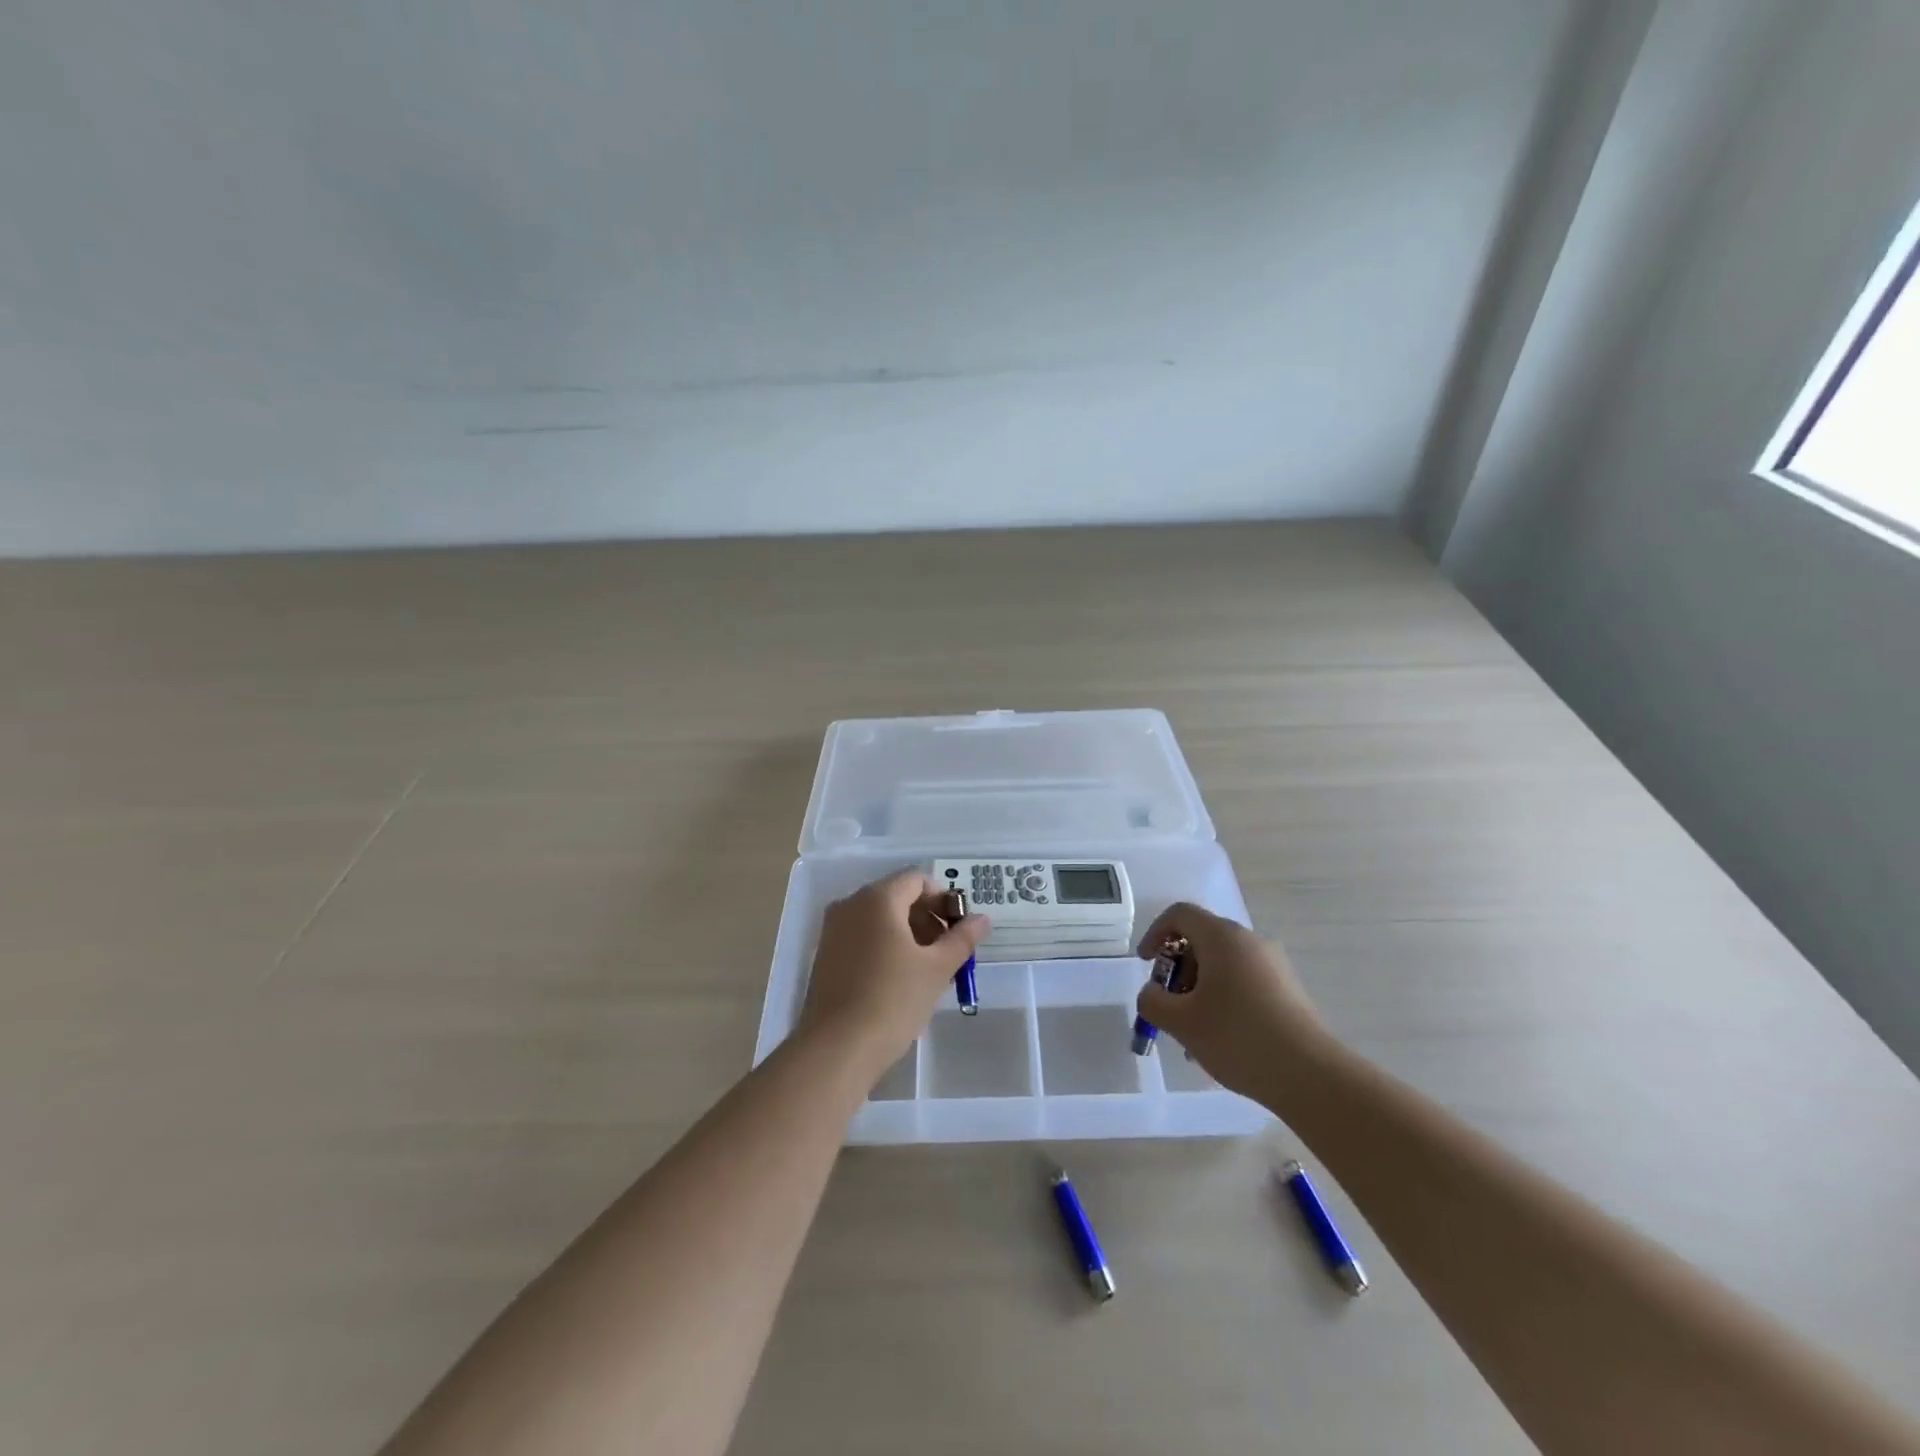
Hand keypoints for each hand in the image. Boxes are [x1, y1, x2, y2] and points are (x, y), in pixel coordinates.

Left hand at [801, 869, 990, 1084]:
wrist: (836, 1049)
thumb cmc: (892, 1001)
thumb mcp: (937, 969)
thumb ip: (962, 939)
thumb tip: (982, 919)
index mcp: (877, 899)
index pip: (917, 880)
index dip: (943, 899)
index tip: (959, 928)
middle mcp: (850, 905)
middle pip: (897, 897)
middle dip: (927, 918)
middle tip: (948, 952)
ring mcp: (833, 930)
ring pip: (879, 919)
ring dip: (908, 935)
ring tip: (927, 971)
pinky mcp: (825, 956)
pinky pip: (862, 937)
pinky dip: (885, 947)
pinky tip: (899, 982)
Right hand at [1133, 902, 1331, 1104]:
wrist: (1311, 1075)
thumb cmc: (1238, 1038)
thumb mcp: (1181, 1022)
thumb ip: (1152, 1001)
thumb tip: (1153, 993)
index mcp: (1222, 937)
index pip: (1180, 914)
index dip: (1155, 933)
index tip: (1146, 965)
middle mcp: (1250, 941)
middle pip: (1202, 940)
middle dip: (1178, 970)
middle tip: (1169, 1006)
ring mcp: (1273, 964)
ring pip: (1223, 965)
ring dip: (1199, 990)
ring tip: (1194, 1034)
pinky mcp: (1288, 989)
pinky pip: (1244, 982)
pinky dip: (1224, 1000)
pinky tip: (1223, 1040)